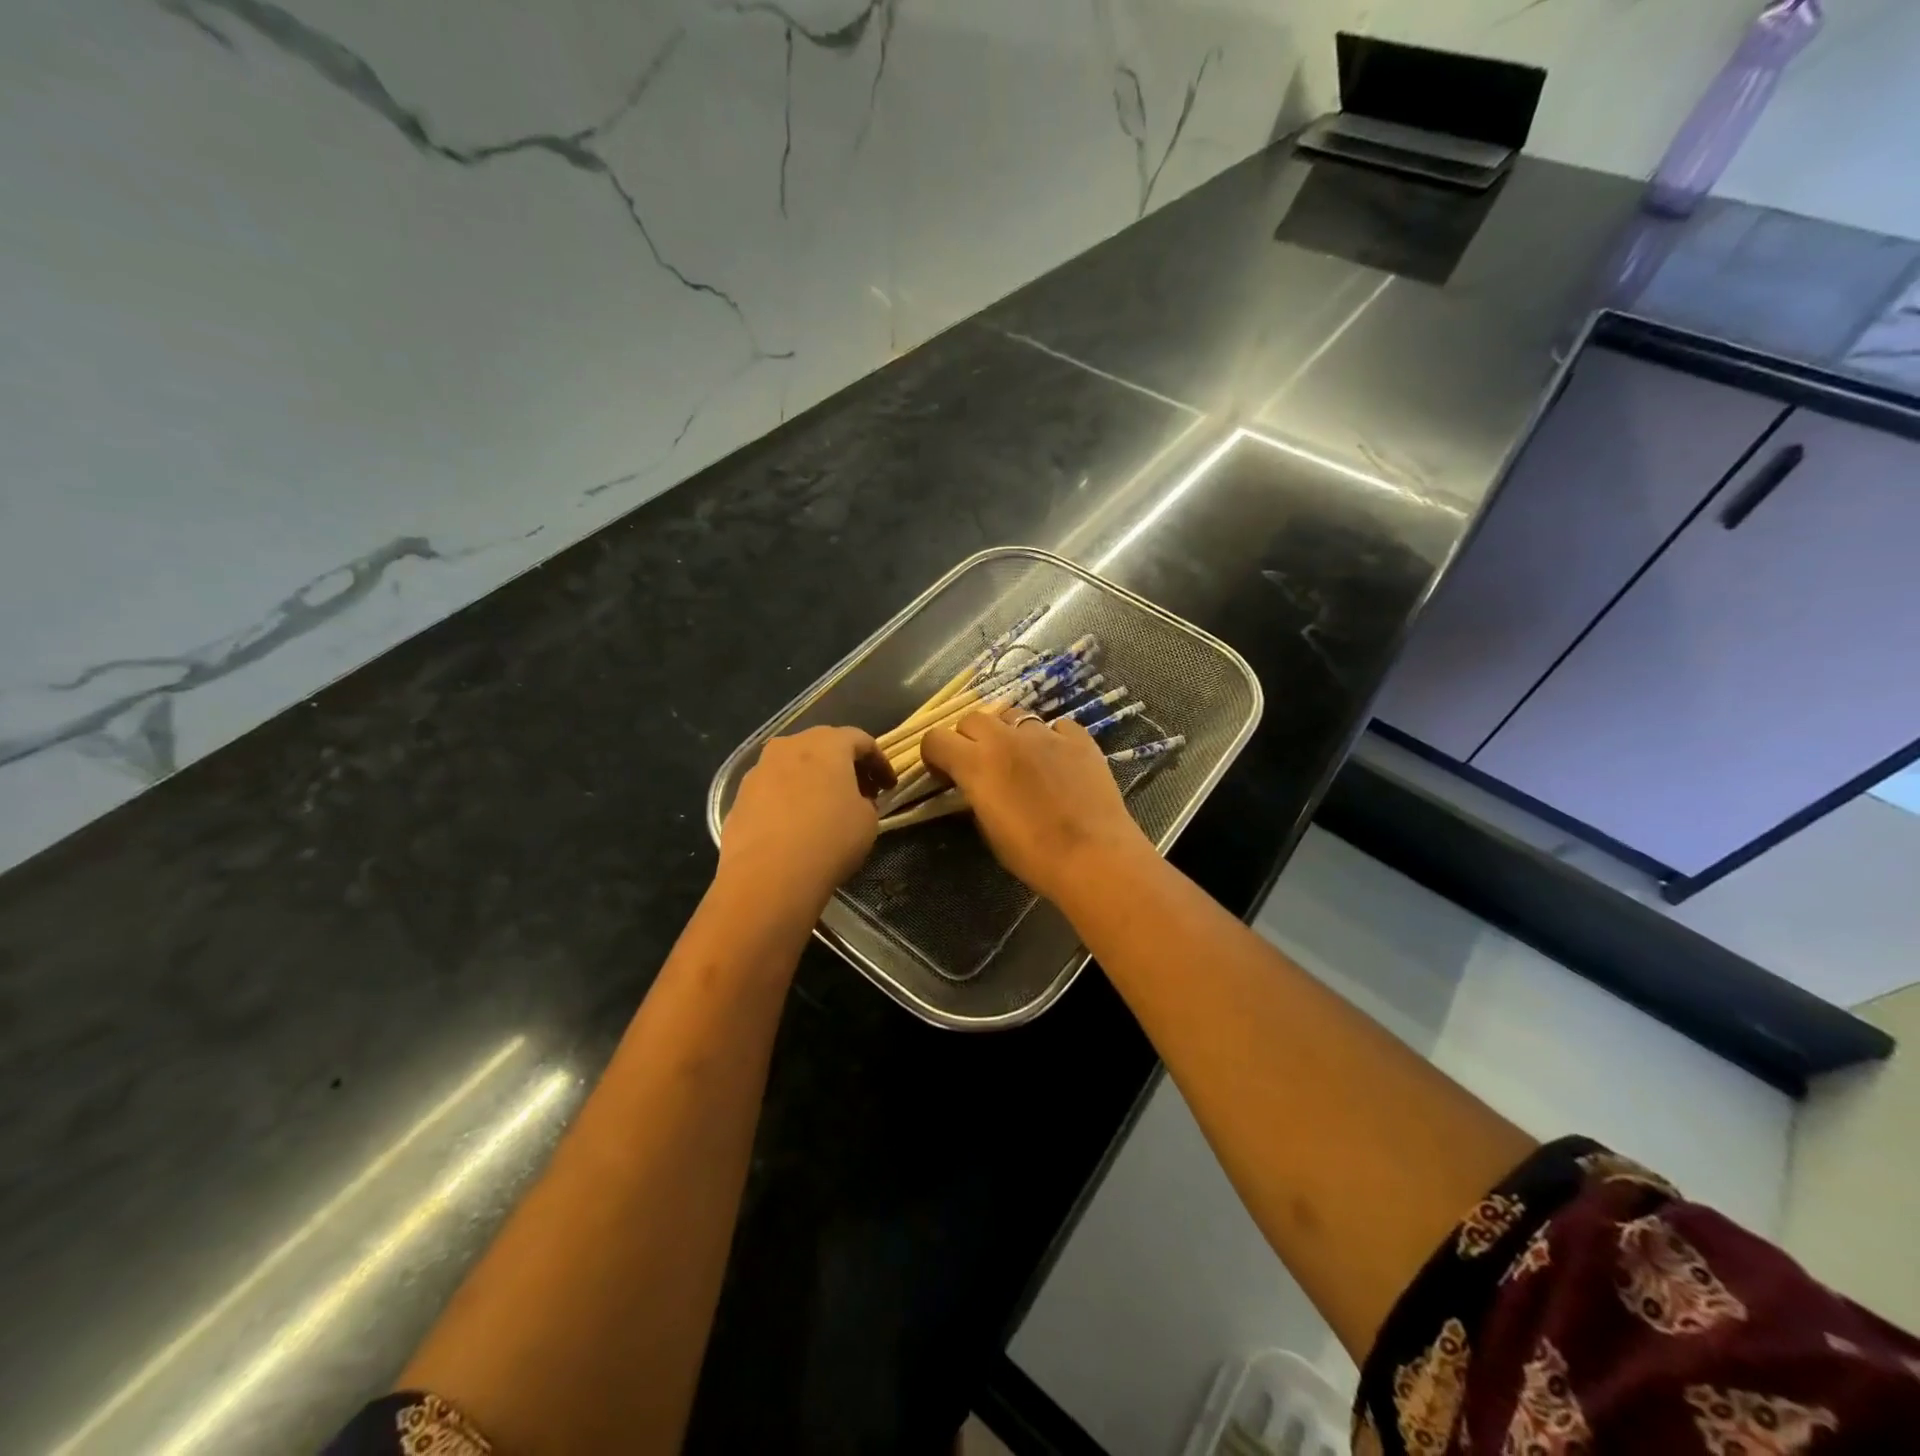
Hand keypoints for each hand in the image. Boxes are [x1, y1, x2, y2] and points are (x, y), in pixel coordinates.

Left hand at [718, 726, 895, 912]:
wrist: (768, 875)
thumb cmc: (829, 839)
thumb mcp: (867, 820)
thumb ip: (865, 801)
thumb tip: (854, 801)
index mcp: (827, 744)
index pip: (861, 741)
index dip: (880, 762)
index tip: (890, 787)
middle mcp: (790, 746)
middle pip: (824, 745)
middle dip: (845, 765)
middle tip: (861, 792)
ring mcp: (759, 769)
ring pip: (794, 764)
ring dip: (814, 779)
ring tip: (827, 807)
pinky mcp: (740, 797)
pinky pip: (773, 788)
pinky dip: (790, 797)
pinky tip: (797, 824)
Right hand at [920, 707, 1153, 905]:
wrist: (1093, 856)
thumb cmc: (1032, 854)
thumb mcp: (988, 830)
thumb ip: (975, 797)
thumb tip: (975, 788)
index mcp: (976, 763)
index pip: (936, 739)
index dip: (935, 755)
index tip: (944, 773)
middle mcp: (1006, 738)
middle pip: (973, 719)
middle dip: (970, 738)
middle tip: (981, 764)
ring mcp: (1045, 733)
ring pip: (1014, 716)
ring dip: (1009, 733)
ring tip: (1021, 759)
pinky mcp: (1079, 737)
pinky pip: (1056, 726)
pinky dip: (1051, 738)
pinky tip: (1058, 760)